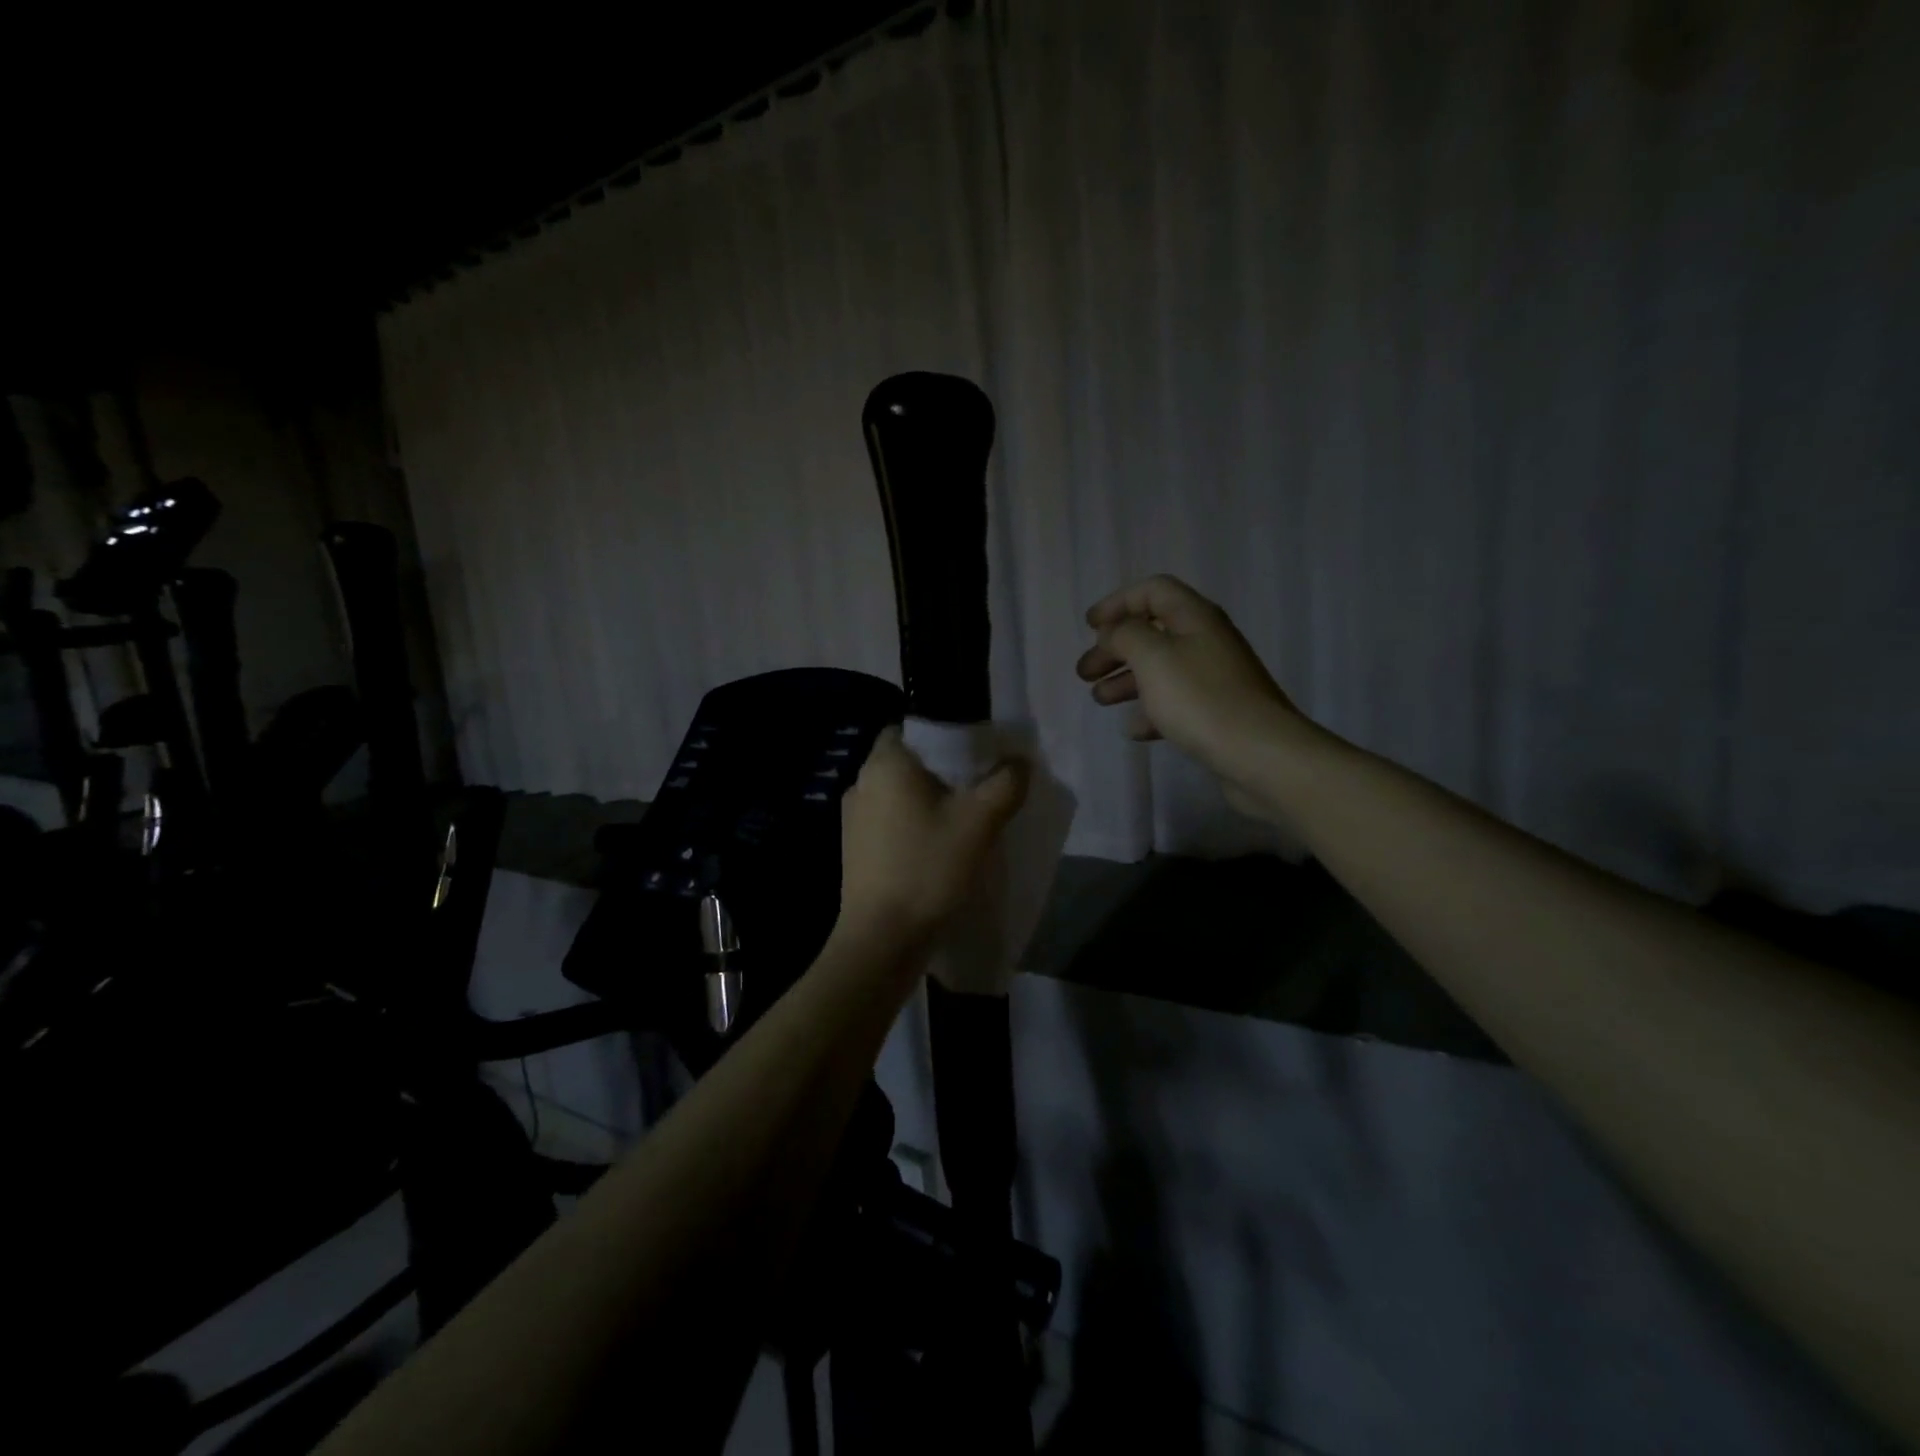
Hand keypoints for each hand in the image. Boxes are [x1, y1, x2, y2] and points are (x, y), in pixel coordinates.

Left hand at [838, 727, 1028, 949]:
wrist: (881, 937)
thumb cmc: (927, 868)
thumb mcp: (979, 822)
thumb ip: (1005, 783)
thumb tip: (1019, 761)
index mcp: (885, 763)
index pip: (911, 727)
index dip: (944, 734)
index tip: (974, 753)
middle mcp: (860, 782)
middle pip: (907, 760)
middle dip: (940, 770)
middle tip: (976, 787)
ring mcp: (852, 818)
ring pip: (897, 793)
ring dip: (925, 800)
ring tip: (960, 819)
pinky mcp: (853, 849)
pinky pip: (887, 821)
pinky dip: (911, 825)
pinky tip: (935, 848)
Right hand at [1076, 574, 1311, 814]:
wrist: (1259, 754)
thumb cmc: (1200, 699)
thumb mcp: (1152, 658)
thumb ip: (1125, 636)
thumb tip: (1115, 633)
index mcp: (1195, 618)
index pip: (1153, 591)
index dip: (1118, 602)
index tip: (1089, 627)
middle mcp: (1206, 641)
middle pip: (1152, 632)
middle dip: (1114, 649)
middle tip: (1084, 672)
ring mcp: (1214, 678)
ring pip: (1160, 669)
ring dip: (1125, 680)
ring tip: (1099, 699)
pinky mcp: (1217, 713)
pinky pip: (1175, 703)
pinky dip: (1150, 711)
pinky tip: (1133, 729)